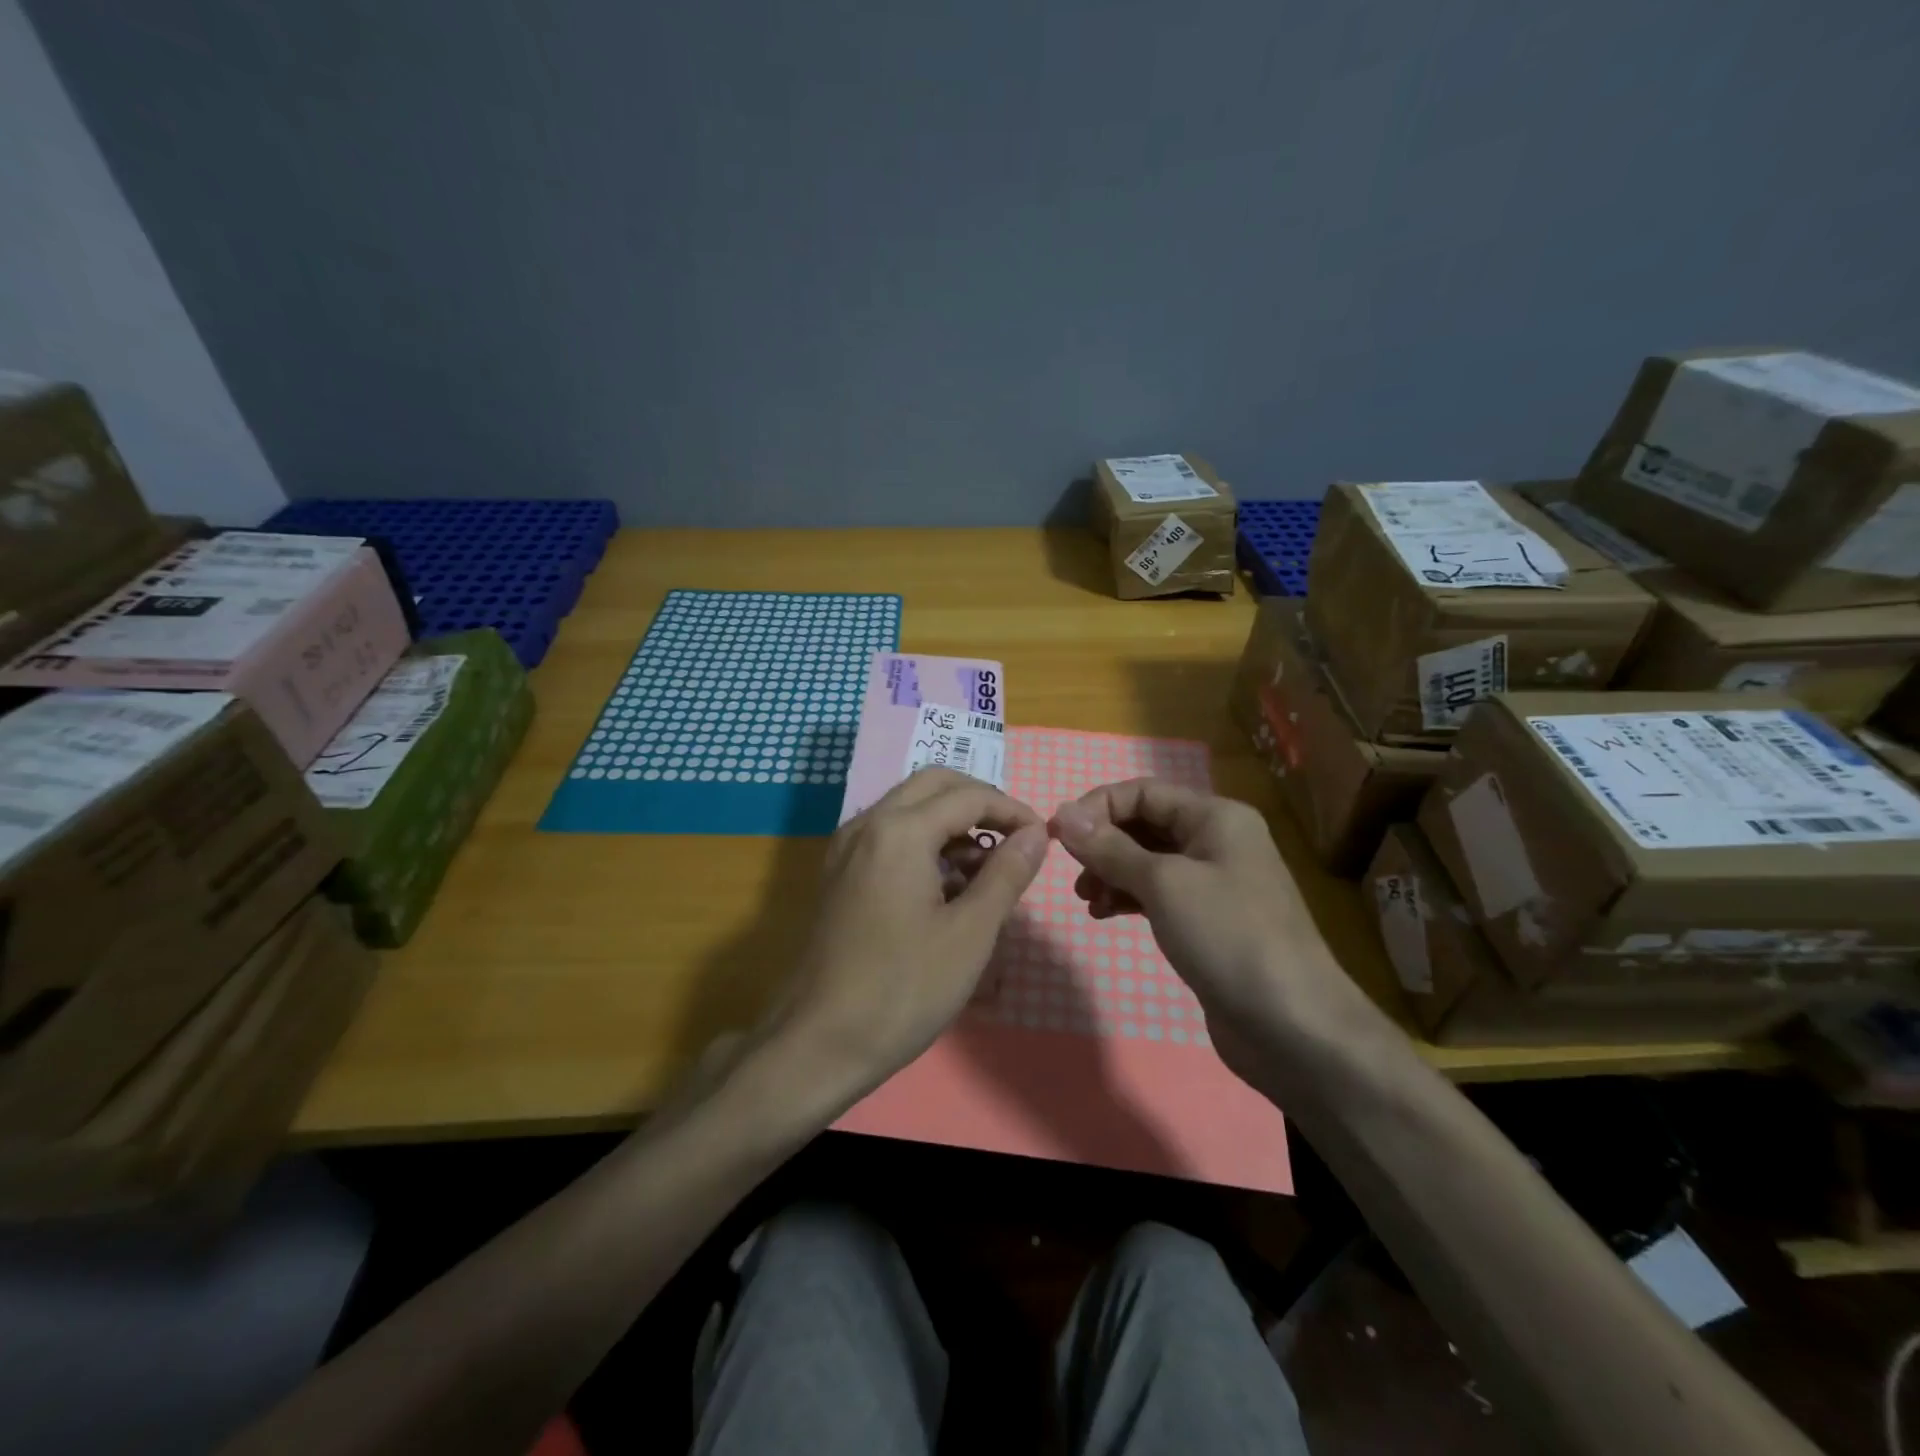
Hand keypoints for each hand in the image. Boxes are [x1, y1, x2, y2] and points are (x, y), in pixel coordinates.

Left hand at [772, 767, 1047, 1099]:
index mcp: (900, 831)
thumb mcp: (970, 933)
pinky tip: (947, 885)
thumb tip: (1035, 834)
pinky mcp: (838, 874)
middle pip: (933, 785)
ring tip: (987, 869)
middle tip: (1015, 838)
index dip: (1012, 811)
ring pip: (908, 807)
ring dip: (951, 821)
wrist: (818, 1043)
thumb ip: (1006, 874)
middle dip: (979, 802)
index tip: (1042, 838)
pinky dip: (924, 841)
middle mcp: (867, 824)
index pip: (969, 796)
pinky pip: (888, 835)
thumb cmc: (903, 989)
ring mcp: (846, 848)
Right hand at [1048, 779, 1353, 1043]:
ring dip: (1112, 872)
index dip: (1096, 807)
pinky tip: (1105, 914)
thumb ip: (1110, 848)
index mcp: (1215, 817)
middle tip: (1072, 873)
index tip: (1057, 837)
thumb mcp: (1163, 884)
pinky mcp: (1209, 920)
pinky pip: (1159, 893)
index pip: (1142, 792)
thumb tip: (1062, 815)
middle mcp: (1217, 840)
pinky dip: (1129, 897)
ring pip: (1149, 860)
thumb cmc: (1228, 937)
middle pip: (1145, 824)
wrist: (1293, 1026)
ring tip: (1087, 899)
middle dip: (1103, 843)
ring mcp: (1215, 882)